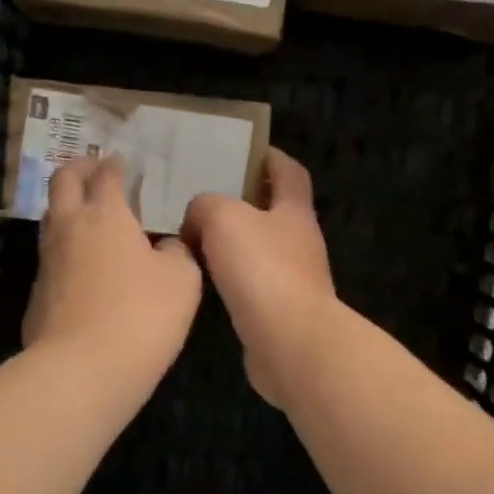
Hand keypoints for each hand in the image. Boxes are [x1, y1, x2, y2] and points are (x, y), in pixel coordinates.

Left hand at [23, 155, 202, 386]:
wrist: (82, 370)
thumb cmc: (141, 315)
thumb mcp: (182, 280)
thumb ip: (177, 253)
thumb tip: (167, 247)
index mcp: (105, 215)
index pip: (105, 175)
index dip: (114, 164)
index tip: (121, 161)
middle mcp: (69, 228)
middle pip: (62, 182)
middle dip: (78, 169)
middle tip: (94, 170)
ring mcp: (47, 262)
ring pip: (51, 219)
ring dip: (67, 208)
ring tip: (89, 216)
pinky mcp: (37, 295)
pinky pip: (51, 258)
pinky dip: (66, 250)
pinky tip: (84, 268)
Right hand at [181, 149, 339, 409]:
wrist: (289, 342)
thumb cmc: (262, 269)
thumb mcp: (223, 218)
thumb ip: (206, 206)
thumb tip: (198, 217)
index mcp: (294, 211)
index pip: (289, 172)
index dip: (271, 158)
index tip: (245, 151)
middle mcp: (300, 242)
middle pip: (274, 211)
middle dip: (244, 202)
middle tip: (203, 197)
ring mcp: (293, 279)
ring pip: (260, 249)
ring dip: (234, 243)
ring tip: (194, 239)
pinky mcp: (280, 312)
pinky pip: (252, 284)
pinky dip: (231, 278)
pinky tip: (204, 281)